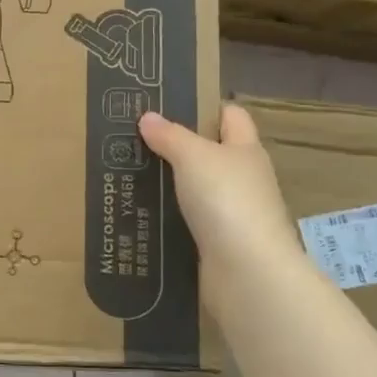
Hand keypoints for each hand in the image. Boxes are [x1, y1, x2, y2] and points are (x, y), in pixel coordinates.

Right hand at [139, 105, 302, 287]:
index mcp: (245, 150)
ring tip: (130, 175)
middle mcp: (244, 178)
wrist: (246, 271)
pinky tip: (141, 213)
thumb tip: (148, 117)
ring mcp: (233, 214)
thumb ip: (170, 135)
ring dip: (170, 185)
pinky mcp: (219, 243)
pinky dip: (169, 217)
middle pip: (212, 154)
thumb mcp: (193, 156)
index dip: (206, 107)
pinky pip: (189, 222)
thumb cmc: (226, 200)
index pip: (231, 116)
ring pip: (198, 190)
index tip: (169, 106)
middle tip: (136, 141)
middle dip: (178, 147)